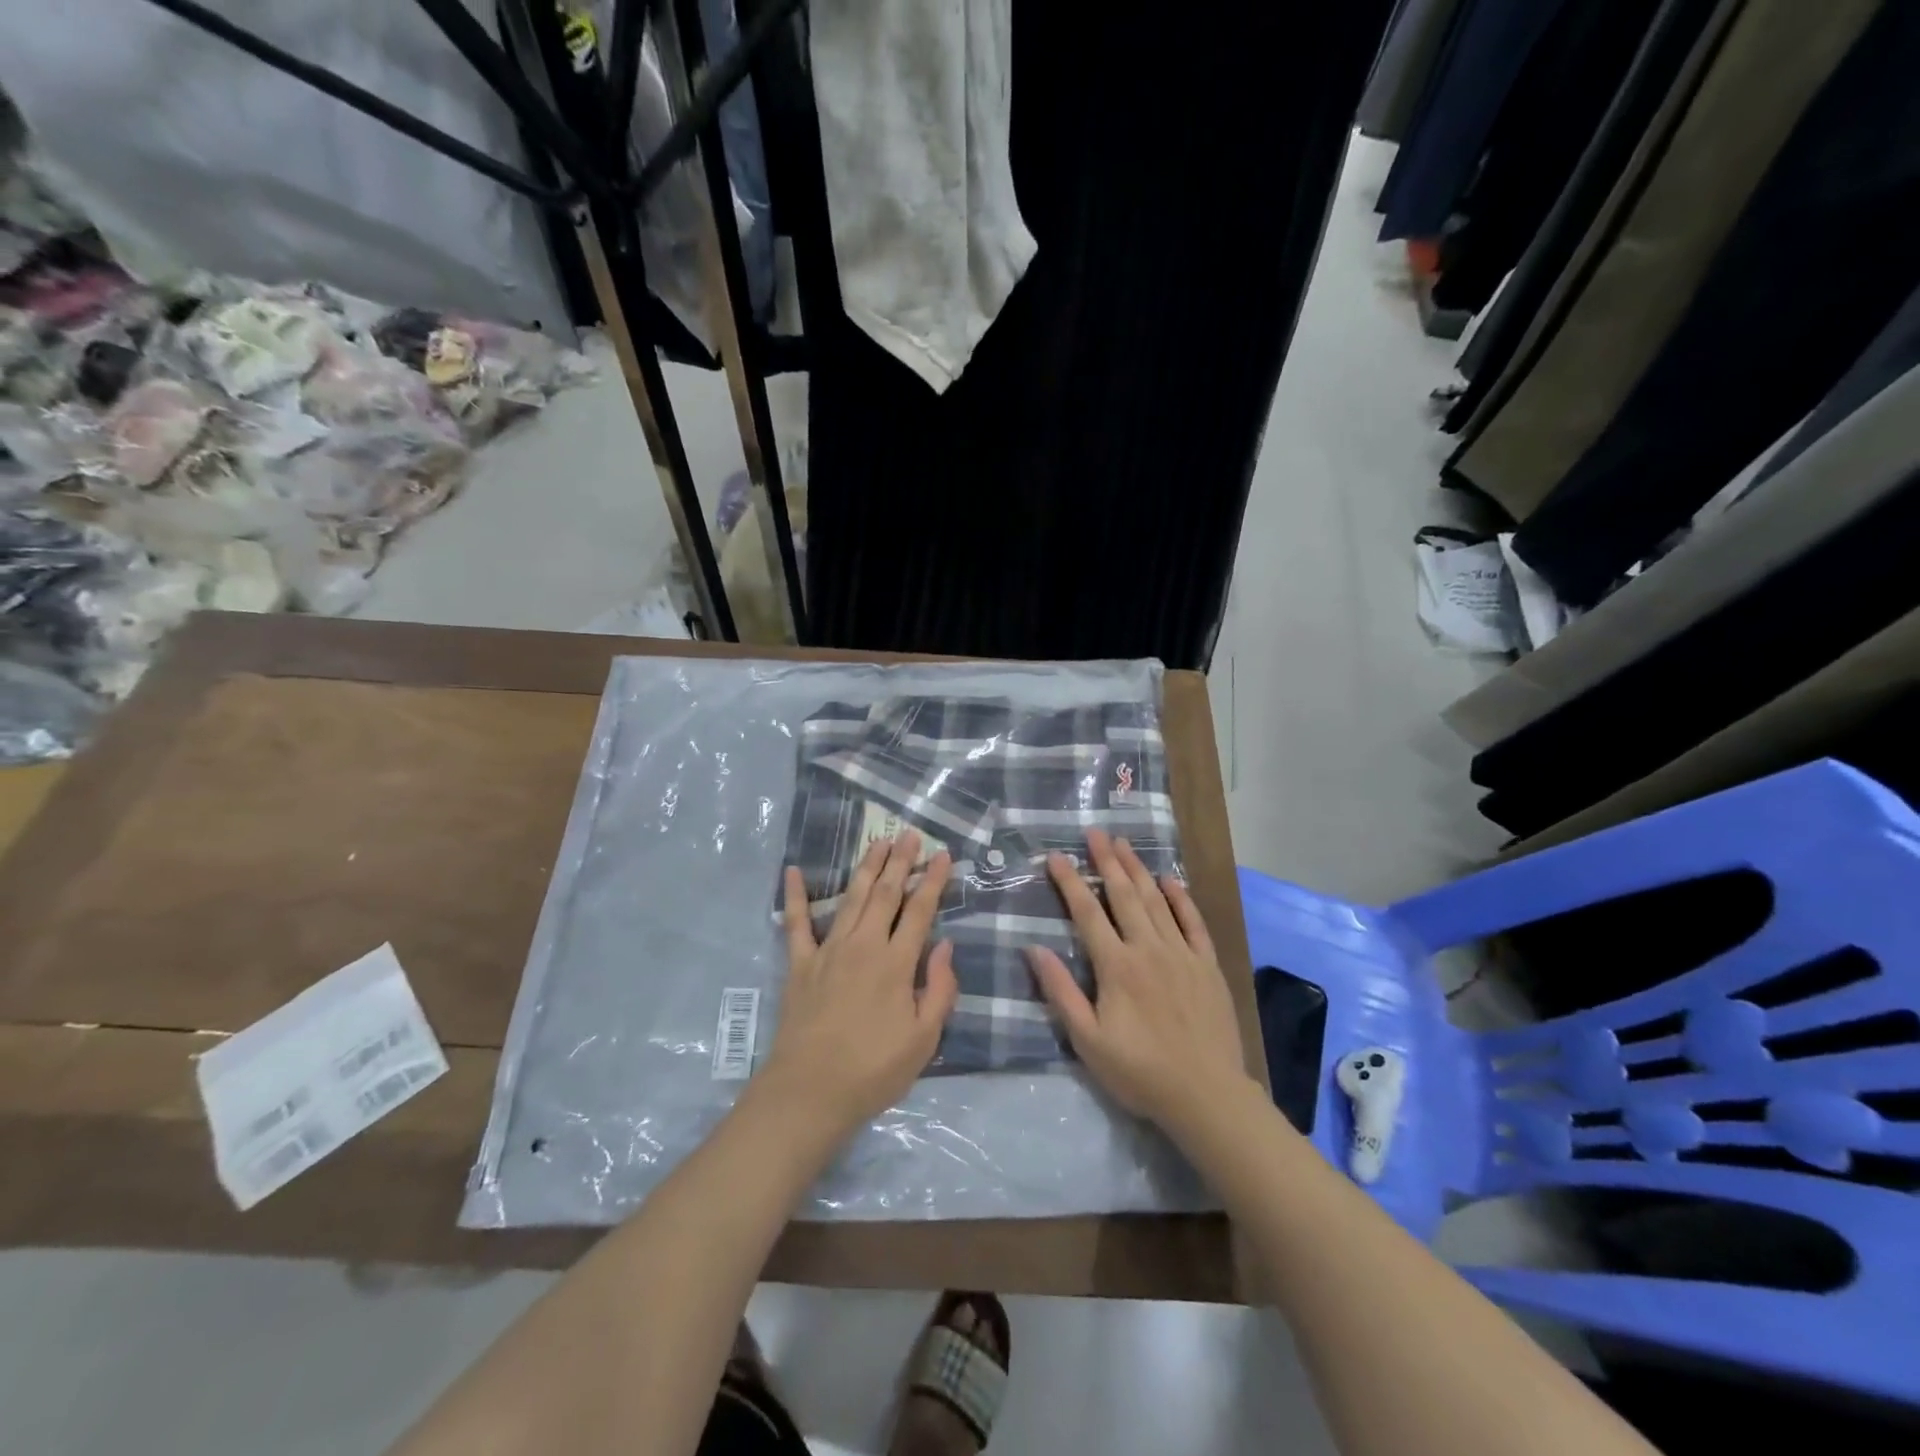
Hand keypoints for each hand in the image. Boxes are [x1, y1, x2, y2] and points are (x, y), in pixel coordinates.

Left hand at [762, 832, 958, 1136]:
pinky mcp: (800, 964)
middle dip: (900, 861)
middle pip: (886, 894)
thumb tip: (946, 946)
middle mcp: (863, 946)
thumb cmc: (874, 1070)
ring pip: (851, 898)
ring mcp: (828, 951)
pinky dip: (794, 896)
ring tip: (877, 841)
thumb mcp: (923, 1039)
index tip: (942, 855)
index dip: (933, 881)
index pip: (920, 911)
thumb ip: (939, 989)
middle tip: (909, 834)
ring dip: (866, 867)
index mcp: (896, 963)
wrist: (810, 1092)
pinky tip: (791, 871)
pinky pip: (796, 923)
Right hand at [1027, 829, 1252, 1129]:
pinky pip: (1193, 923)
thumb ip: (1061, 992)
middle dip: (1107, 861)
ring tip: (1124, 844)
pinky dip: (1181, 899)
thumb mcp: (1088, 1041)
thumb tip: (1034, 949)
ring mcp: (1182, 954)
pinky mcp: (1207, 965)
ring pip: (1156, 901)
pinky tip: (1171, 880)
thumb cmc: (1140, 1071)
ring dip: (1138, 870)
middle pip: (1124, 895)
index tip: (1057, 856)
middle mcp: (1148, 948)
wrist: (1206, 1095)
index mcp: (1116, 966)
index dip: (1071, 882)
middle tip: (1095, 832)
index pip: (1088, 913)